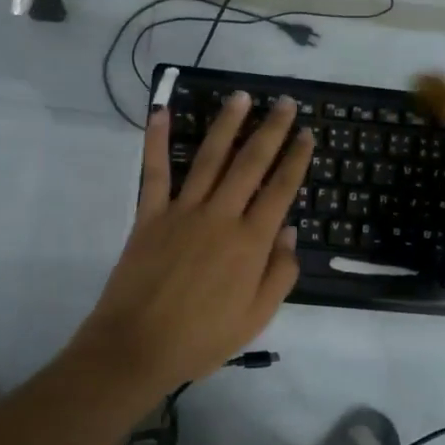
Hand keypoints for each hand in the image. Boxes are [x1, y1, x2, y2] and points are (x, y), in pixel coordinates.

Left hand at [65, 91, 312, 395]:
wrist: (138, 347)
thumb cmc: (202, 338)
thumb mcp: (257, 317)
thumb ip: (279, 272)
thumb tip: (290, 230)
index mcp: (250, 242)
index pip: (281, 190)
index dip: (296, 159)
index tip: (306, 133)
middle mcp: (221, 216)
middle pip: (250, 163)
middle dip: (271, 130)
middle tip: (284, 102)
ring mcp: (183, 211)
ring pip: (209, 158)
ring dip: (227, 124)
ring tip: (241, 97)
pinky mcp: (149, 215)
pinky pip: (155, 171)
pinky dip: (157, 141)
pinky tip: (161, 112)